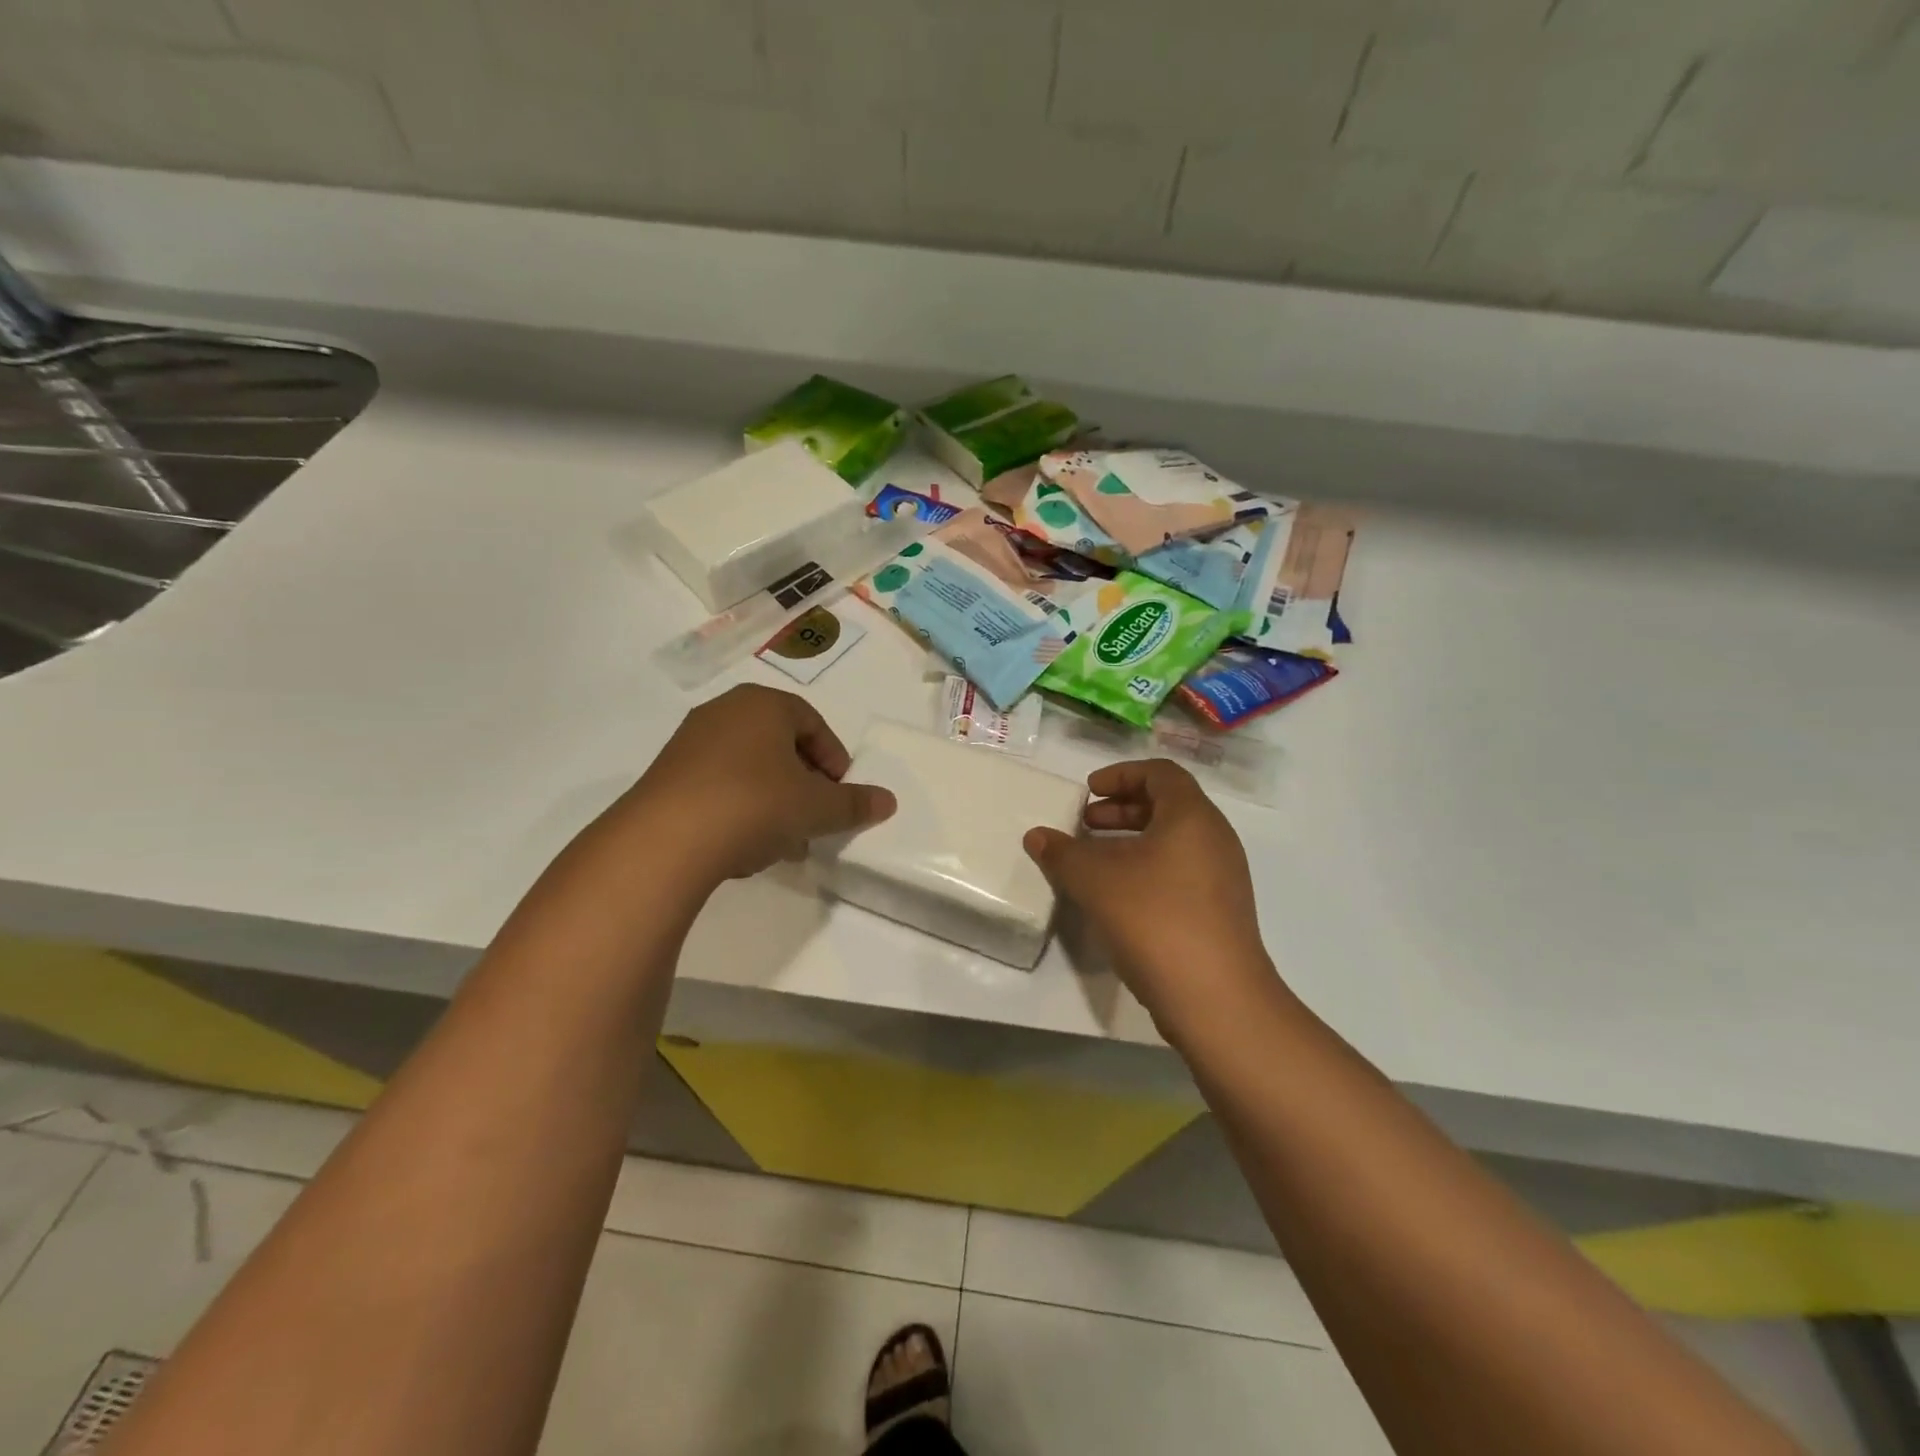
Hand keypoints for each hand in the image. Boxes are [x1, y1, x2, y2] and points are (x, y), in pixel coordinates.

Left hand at [618, 685, 895, 885]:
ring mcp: (689, 743)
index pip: (812, 722)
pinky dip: (740, 808)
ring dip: (773, 799)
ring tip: (784, 840)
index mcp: (763, 704)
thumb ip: (854, 804)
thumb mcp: (816, 808)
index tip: (840, 792)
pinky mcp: (665, 776)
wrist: (665, 840)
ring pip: (748, 767)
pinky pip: (717, 785)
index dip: (833, 758)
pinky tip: (746, 845)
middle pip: (779, 744)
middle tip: (816, 815)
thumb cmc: (755, 805)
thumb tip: (888, 801)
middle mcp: (724, 712)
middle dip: (803, 782)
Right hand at [1025, 759, 1274, 1026]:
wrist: (1216, 998)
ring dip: (1132, 840)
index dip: (1121, 775)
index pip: (1160, 773)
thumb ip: (1062, 853)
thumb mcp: (1096, 881)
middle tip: (1085, 824)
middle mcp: (1215, 838)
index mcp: (1192, 817)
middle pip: (1168, 804)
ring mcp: (1223, 876)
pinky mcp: (1220, 910)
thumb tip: (1036, 836)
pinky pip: (1181, 870)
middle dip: (1122, 808)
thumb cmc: (1156, 920)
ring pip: (1174, 840)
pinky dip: (1148, 867)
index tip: (1088, 793)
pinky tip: (1118, 895)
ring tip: (1094, 860)